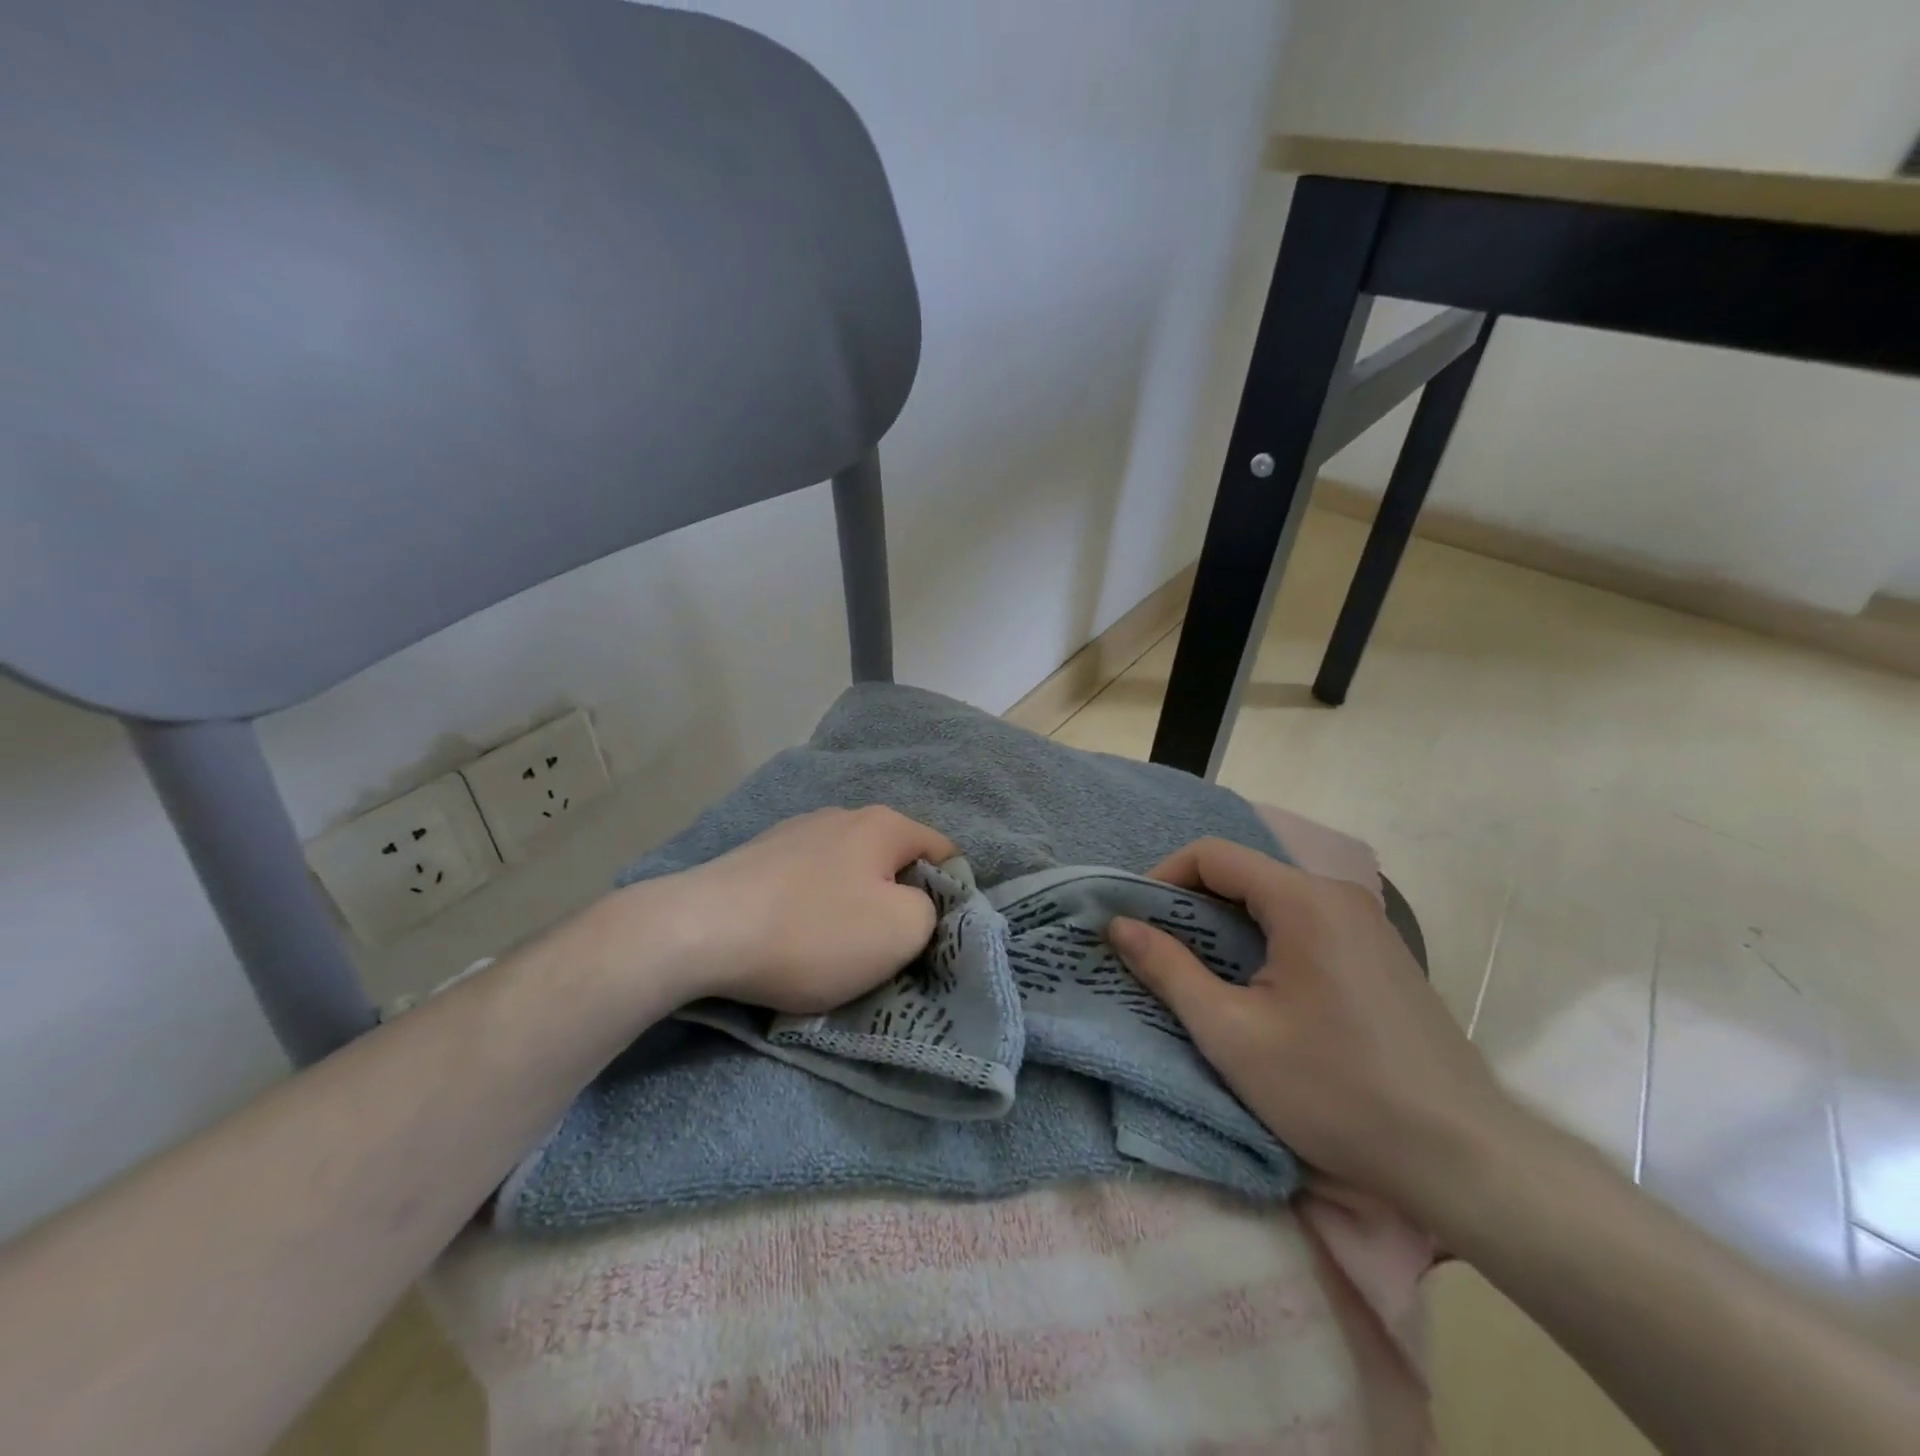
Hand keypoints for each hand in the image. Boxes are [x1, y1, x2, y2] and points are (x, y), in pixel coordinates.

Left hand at [655, 806, 956, 1013]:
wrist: (699, 931)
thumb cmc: (813, 932)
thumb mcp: (901, 931)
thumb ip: (931, 911)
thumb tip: (916, 903)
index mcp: (883, 824)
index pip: (943, 852)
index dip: (952, 895)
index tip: (936, 938)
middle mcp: (841, 816)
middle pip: (892, 862)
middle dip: (898, 903)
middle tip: (888, 951)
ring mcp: (794, 832)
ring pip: (848, 873)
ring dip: (853, 907)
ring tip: (835, 950)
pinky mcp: (758, 856)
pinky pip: (807, 883)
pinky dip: (813, 908)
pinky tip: (793, 938)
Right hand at [1106, 838, 1518, 1216]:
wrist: (1466, 1160)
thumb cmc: (1336, 1091)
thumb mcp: (1232, 1035)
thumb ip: (1169, 970)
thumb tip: (1119, 924)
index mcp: (1303, 901)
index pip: (1212, 855)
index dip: (1162, 878)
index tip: (1137, 923)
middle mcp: (1339, 896)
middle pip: (1244, 874)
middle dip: (1191, 906)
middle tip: (1159, 953)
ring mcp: (1367, 925)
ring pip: (1274, 901)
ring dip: (1226, 926)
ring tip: (1200, 975)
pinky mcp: (1381, 956)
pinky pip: (1306, 925)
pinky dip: (1265, 942)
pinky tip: (1259, 992)